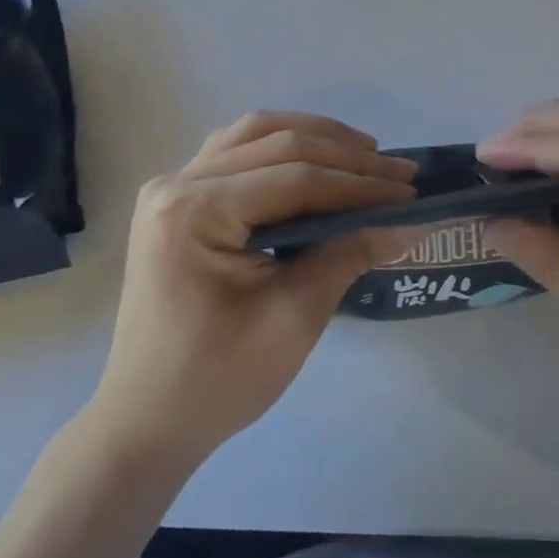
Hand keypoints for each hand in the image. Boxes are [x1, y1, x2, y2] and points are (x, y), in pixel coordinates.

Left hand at [86, 112, 418, 474]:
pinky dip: (283, 146)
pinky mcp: (178, 199)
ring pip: (257, 134)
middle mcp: (177, 184)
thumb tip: (412, 222)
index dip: (360, 184)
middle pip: (279, 145)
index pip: (296, 179)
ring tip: (366, 154)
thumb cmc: (218, 380)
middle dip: (348, 157)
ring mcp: (172, 187)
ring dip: (316, 137)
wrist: (146, 423)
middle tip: (402, 172)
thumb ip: (351, 254)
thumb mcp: (294, 317)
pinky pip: (238, 150)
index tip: (410, 193)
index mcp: (194, 212)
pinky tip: (316, 158)